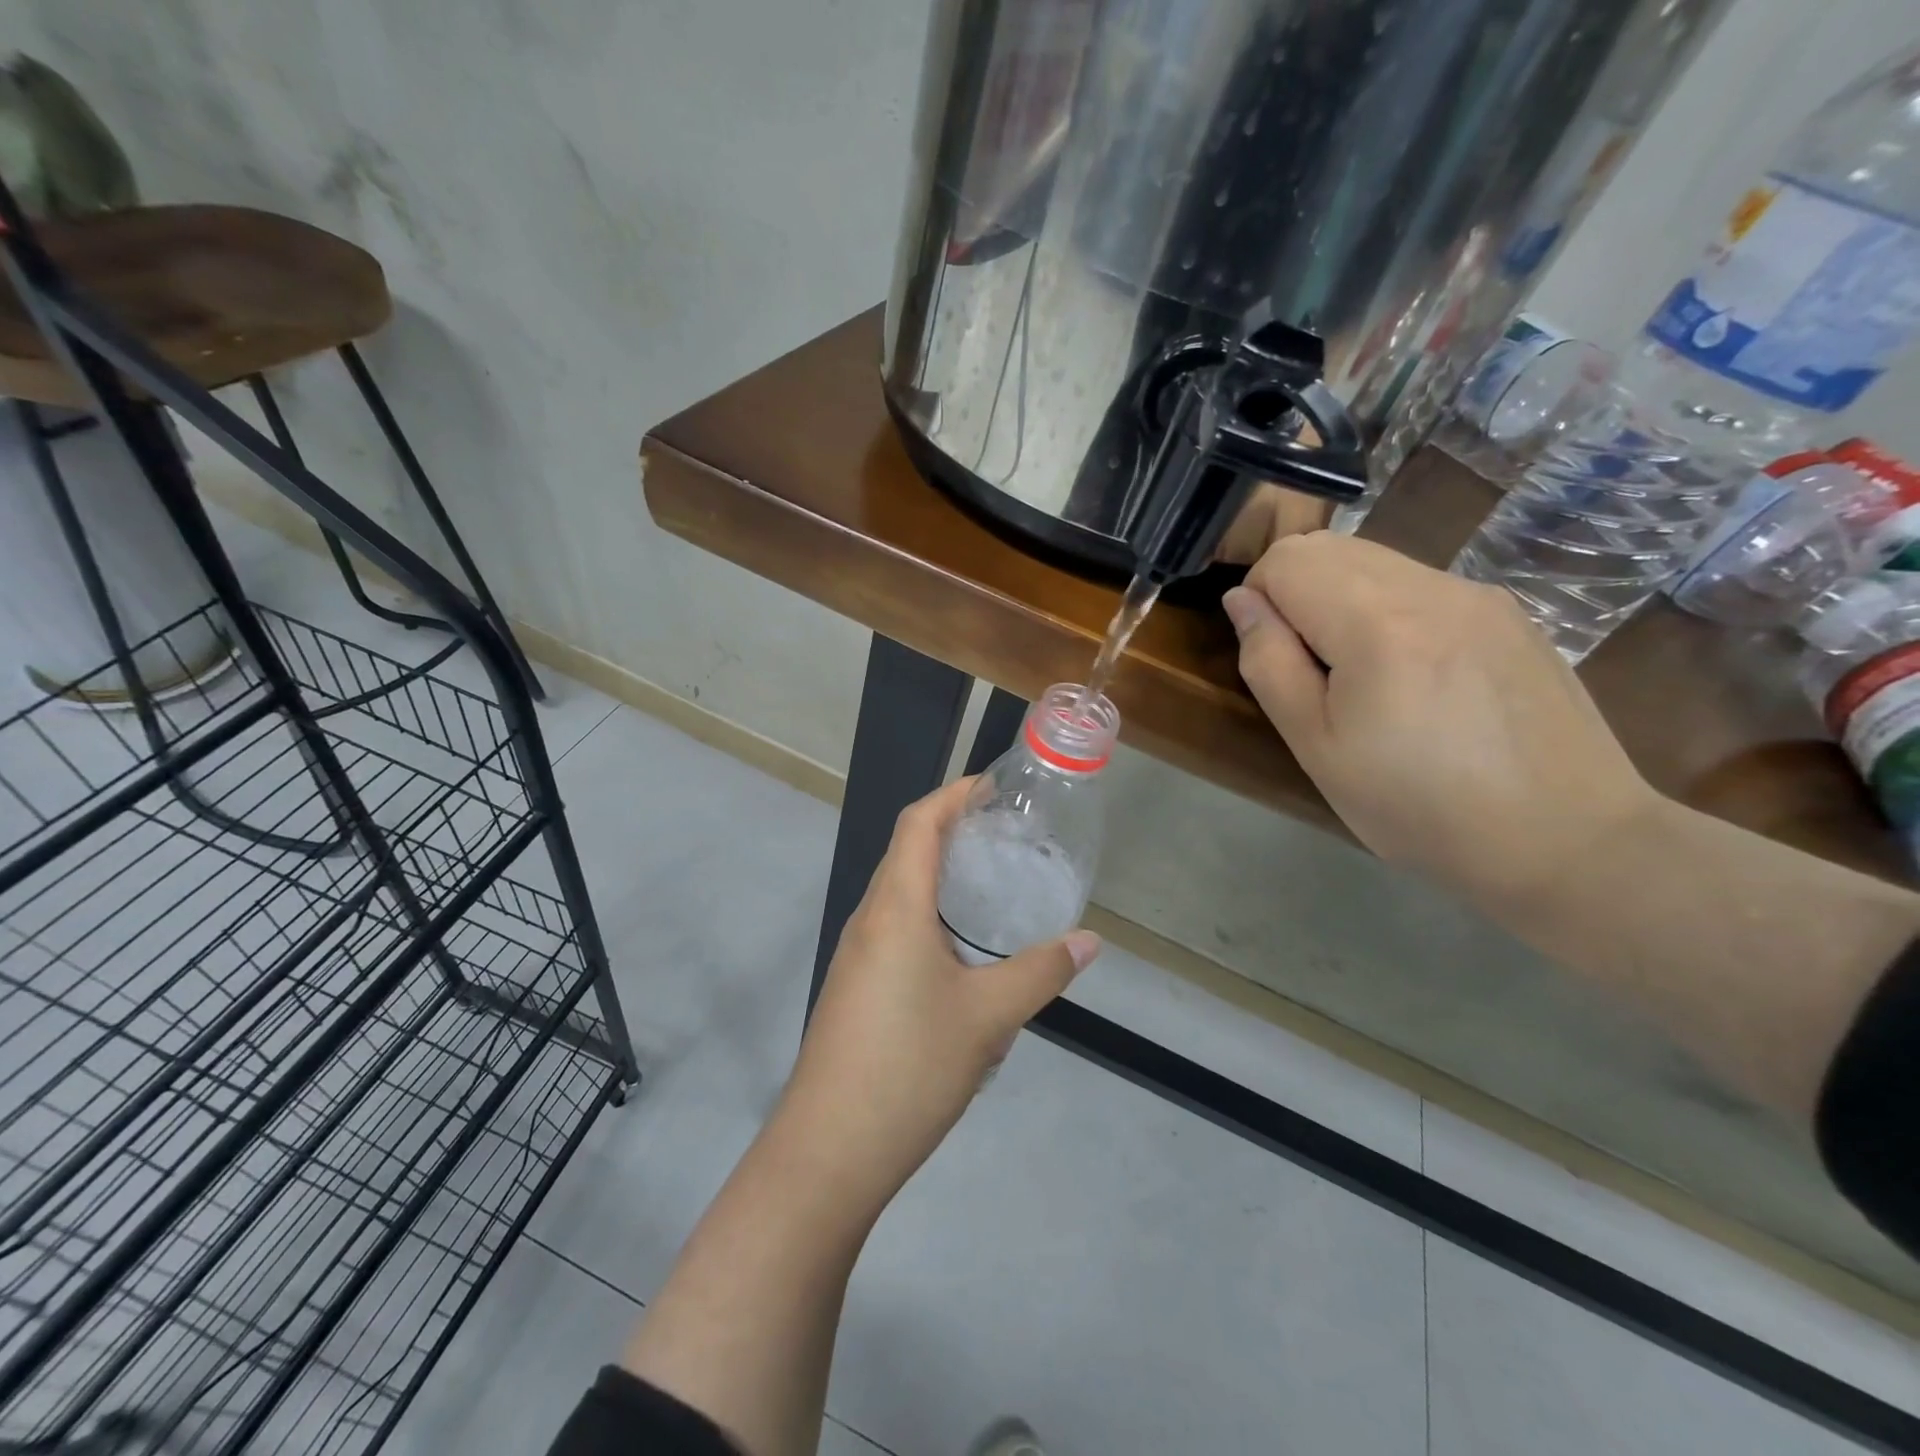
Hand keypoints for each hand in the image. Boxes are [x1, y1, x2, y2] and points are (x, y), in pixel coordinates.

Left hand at [780, 778, 1100, 1208]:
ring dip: (940, 875)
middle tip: (1006, 833)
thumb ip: (1041, 972)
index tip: (993, 786)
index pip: (918, 823)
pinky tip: (963, 951)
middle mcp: (869, 920)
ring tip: (992, 884)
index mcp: (894, 907)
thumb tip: (1088, 941)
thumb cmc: (909, 1067)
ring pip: (899, 893)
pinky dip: (929, 915)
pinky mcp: (854, 988)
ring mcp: (856, 956)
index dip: (953, 794)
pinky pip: (894, 928)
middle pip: (907, 851)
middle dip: (952, 830)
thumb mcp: (989, 1017)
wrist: (828, 1150)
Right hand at [1221, 532, 1657, 908]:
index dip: (1259, 597)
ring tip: (1361, 674)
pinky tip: (1413, 675)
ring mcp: (1479, 594)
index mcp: (1377, 624)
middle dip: (1296, 590)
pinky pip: (1420, 582)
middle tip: (1309, 667)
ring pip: (1376, 559)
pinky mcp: (1509, 612)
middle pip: (1330, 547)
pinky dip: (1389, 608)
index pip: (1287, 559)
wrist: (1566, 841)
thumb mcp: (1316, 747)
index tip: (1273, 655)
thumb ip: (1269, 663)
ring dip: (1341, 598)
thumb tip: (1242, 601)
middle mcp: (1432, 587)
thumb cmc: (1418, 807)